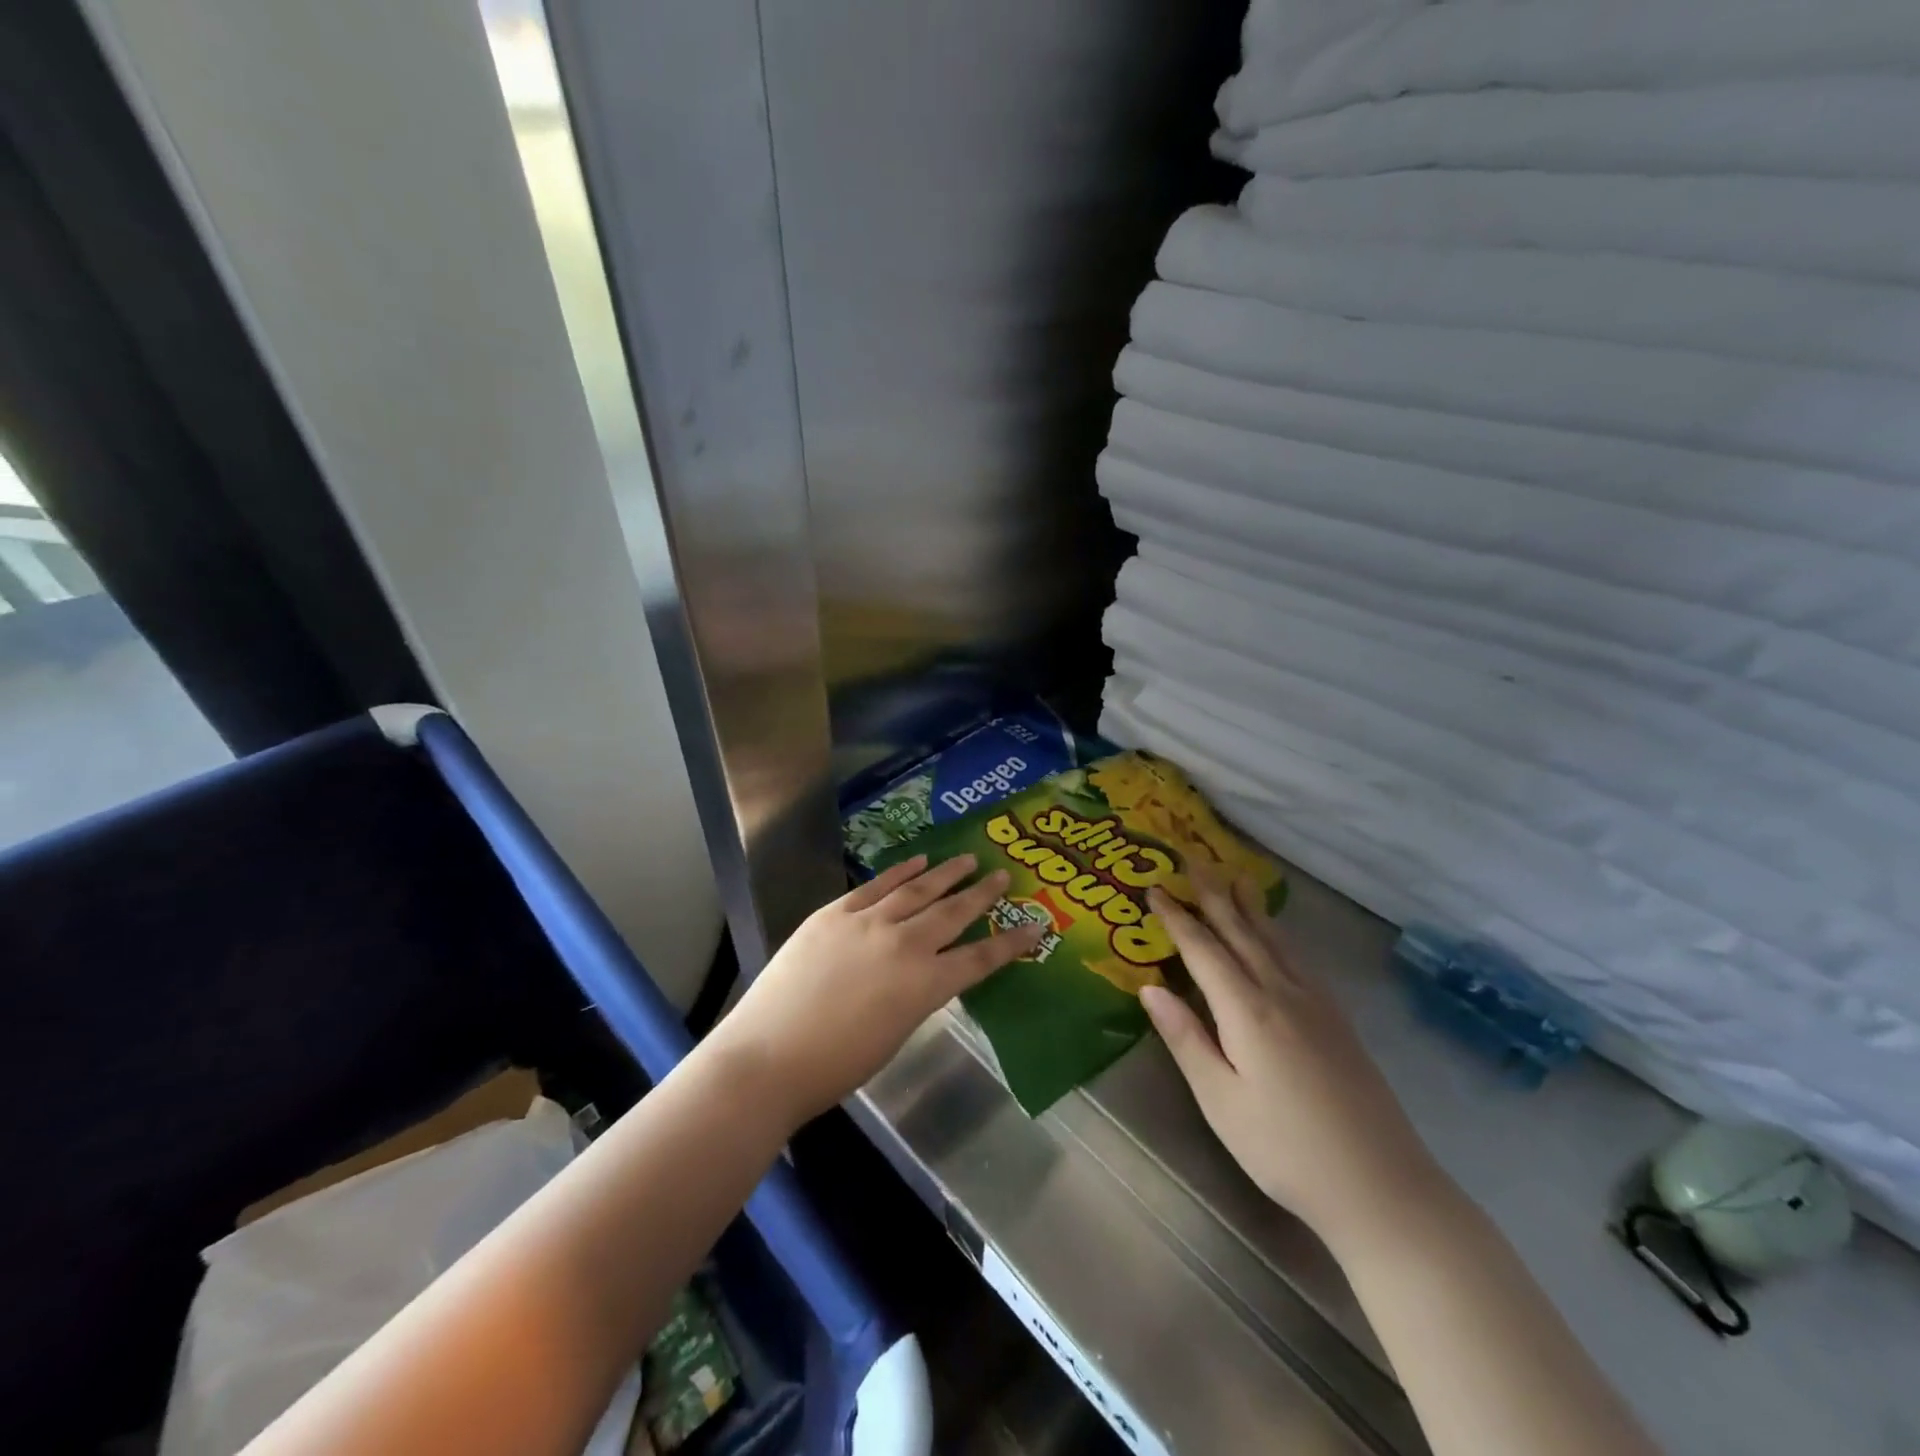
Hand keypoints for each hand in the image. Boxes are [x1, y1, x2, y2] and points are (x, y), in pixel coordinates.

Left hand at [705, 854, 1044, 1125]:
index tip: (1036, 926)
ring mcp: (868, 923)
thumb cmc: (835, 1066)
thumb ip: (915, 996)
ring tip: (968, 858)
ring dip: (946, 874)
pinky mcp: (835, 913)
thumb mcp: (893, 1035)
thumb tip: (923, 973)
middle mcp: (905, 945)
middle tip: (1004, 876)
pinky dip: (900, 871)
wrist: (768, 1056)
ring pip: (918, 890)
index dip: (1011, 943)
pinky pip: (876, 885)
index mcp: (925, 986)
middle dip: (982, 895)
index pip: (980, 958)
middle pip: (953, 913)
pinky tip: (918, 861)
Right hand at [1141, 875, 1441, 1243]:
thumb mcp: (1221, 1102)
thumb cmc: (1285, 1150)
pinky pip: (1299, 959)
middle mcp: (1283, 993)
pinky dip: (1280, 935)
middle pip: (1242, 932)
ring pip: (1275, 941)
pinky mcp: (1338, 1021)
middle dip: (1215, 895)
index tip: (1155, 888)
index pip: (1204, 949)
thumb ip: (1186, 1039)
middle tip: (1194, 860)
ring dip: (1251, 907)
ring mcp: (1316, 1005)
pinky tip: (1279, 937)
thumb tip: (1149, 987)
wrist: (1383, 1188)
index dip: (1177, 917)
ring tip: (1238, 877)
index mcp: (1248, 1011)